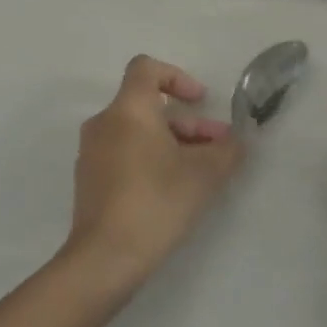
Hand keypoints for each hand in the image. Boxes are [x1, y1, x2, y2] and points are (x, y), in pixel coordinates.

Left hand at [67, 56, 244, 282]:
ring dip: (172, 142)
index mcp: (128, 109)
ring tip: (201, 171)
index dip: (177, 77)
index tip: (200, 101)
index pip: (146, 68)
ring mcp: (91, 153)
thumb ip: (227, 150)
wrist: (104, 258)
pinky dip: (149, 159)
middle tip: (217, 147)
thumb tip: (237, 140)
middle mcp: (104, 123)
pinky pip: (123, 154)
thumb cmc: (156, 201)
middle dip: (187, 122)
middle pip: (148, 106)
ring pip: (137, 132)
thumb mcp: (204, 174)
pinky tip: (172, 190)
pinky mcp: (88, 180)